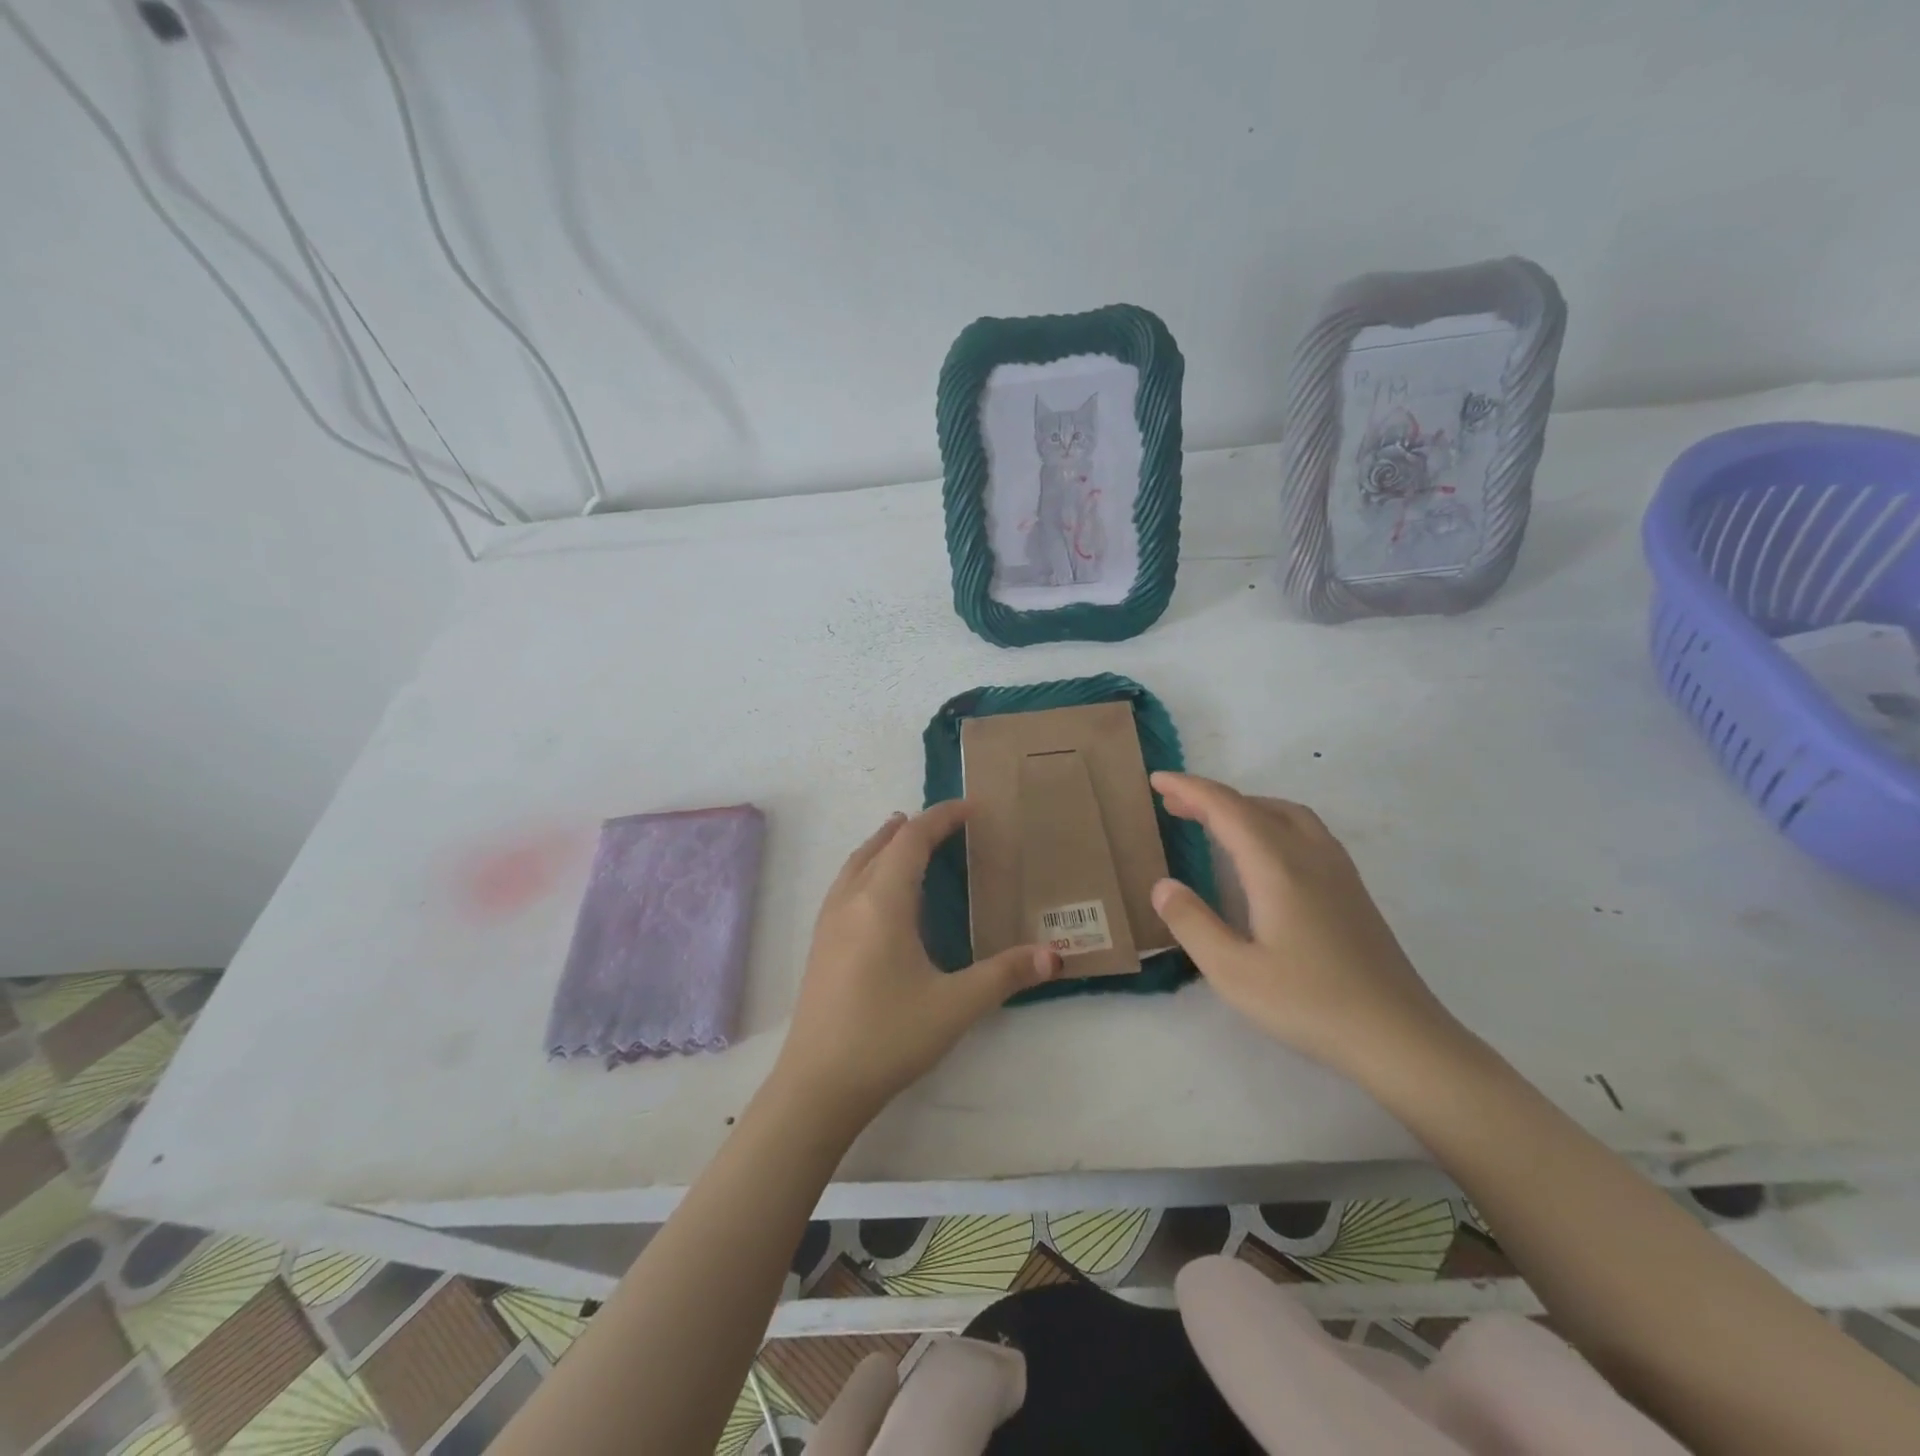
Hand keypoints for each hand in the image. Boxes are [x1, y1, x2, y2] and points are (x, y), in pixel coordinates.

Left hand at [774, 801, 1061, 1125]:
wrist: (818, 1086)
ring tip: (904, 838)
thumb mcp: (955, 1006)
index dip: (941, 818)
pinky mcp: (820, 945)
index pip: (912, 841)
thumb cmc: (888, 1037)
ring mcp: (828, 922)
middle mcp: (850, 901)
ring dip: (883, 844)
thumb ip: (1005, 975)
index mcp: (882, 902)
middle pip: (881, 845)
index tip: (970, 809)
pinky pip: (844, 884)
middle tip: (945, 823)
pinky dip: (866, 867)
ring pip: (856, 863)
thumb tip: (1055, 955)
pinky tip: (876, 893)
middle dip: (913, 828)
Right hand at [1148, 772, 1466, 1079]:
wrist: (1400, 1037)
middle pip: (1255, 806)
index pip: (1226, 809)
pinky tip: (1264, 851)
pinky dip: (1270, 821)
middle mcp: (1309, 855)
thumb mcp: (1234, 973)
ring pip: (1286, 813)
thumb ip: (1192, 923)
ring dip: (1244, 806)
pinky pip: (1304, 830)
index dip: (1189, 789)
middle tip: (1172, 802)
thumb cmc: (1310, 1004)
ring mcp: (1337, 870)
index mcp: (1277, 867)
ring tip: (1213, 820)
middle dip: (1211, 797)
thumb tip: (1162, 885)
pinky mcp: (1352, 889)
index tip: (1157, 779)